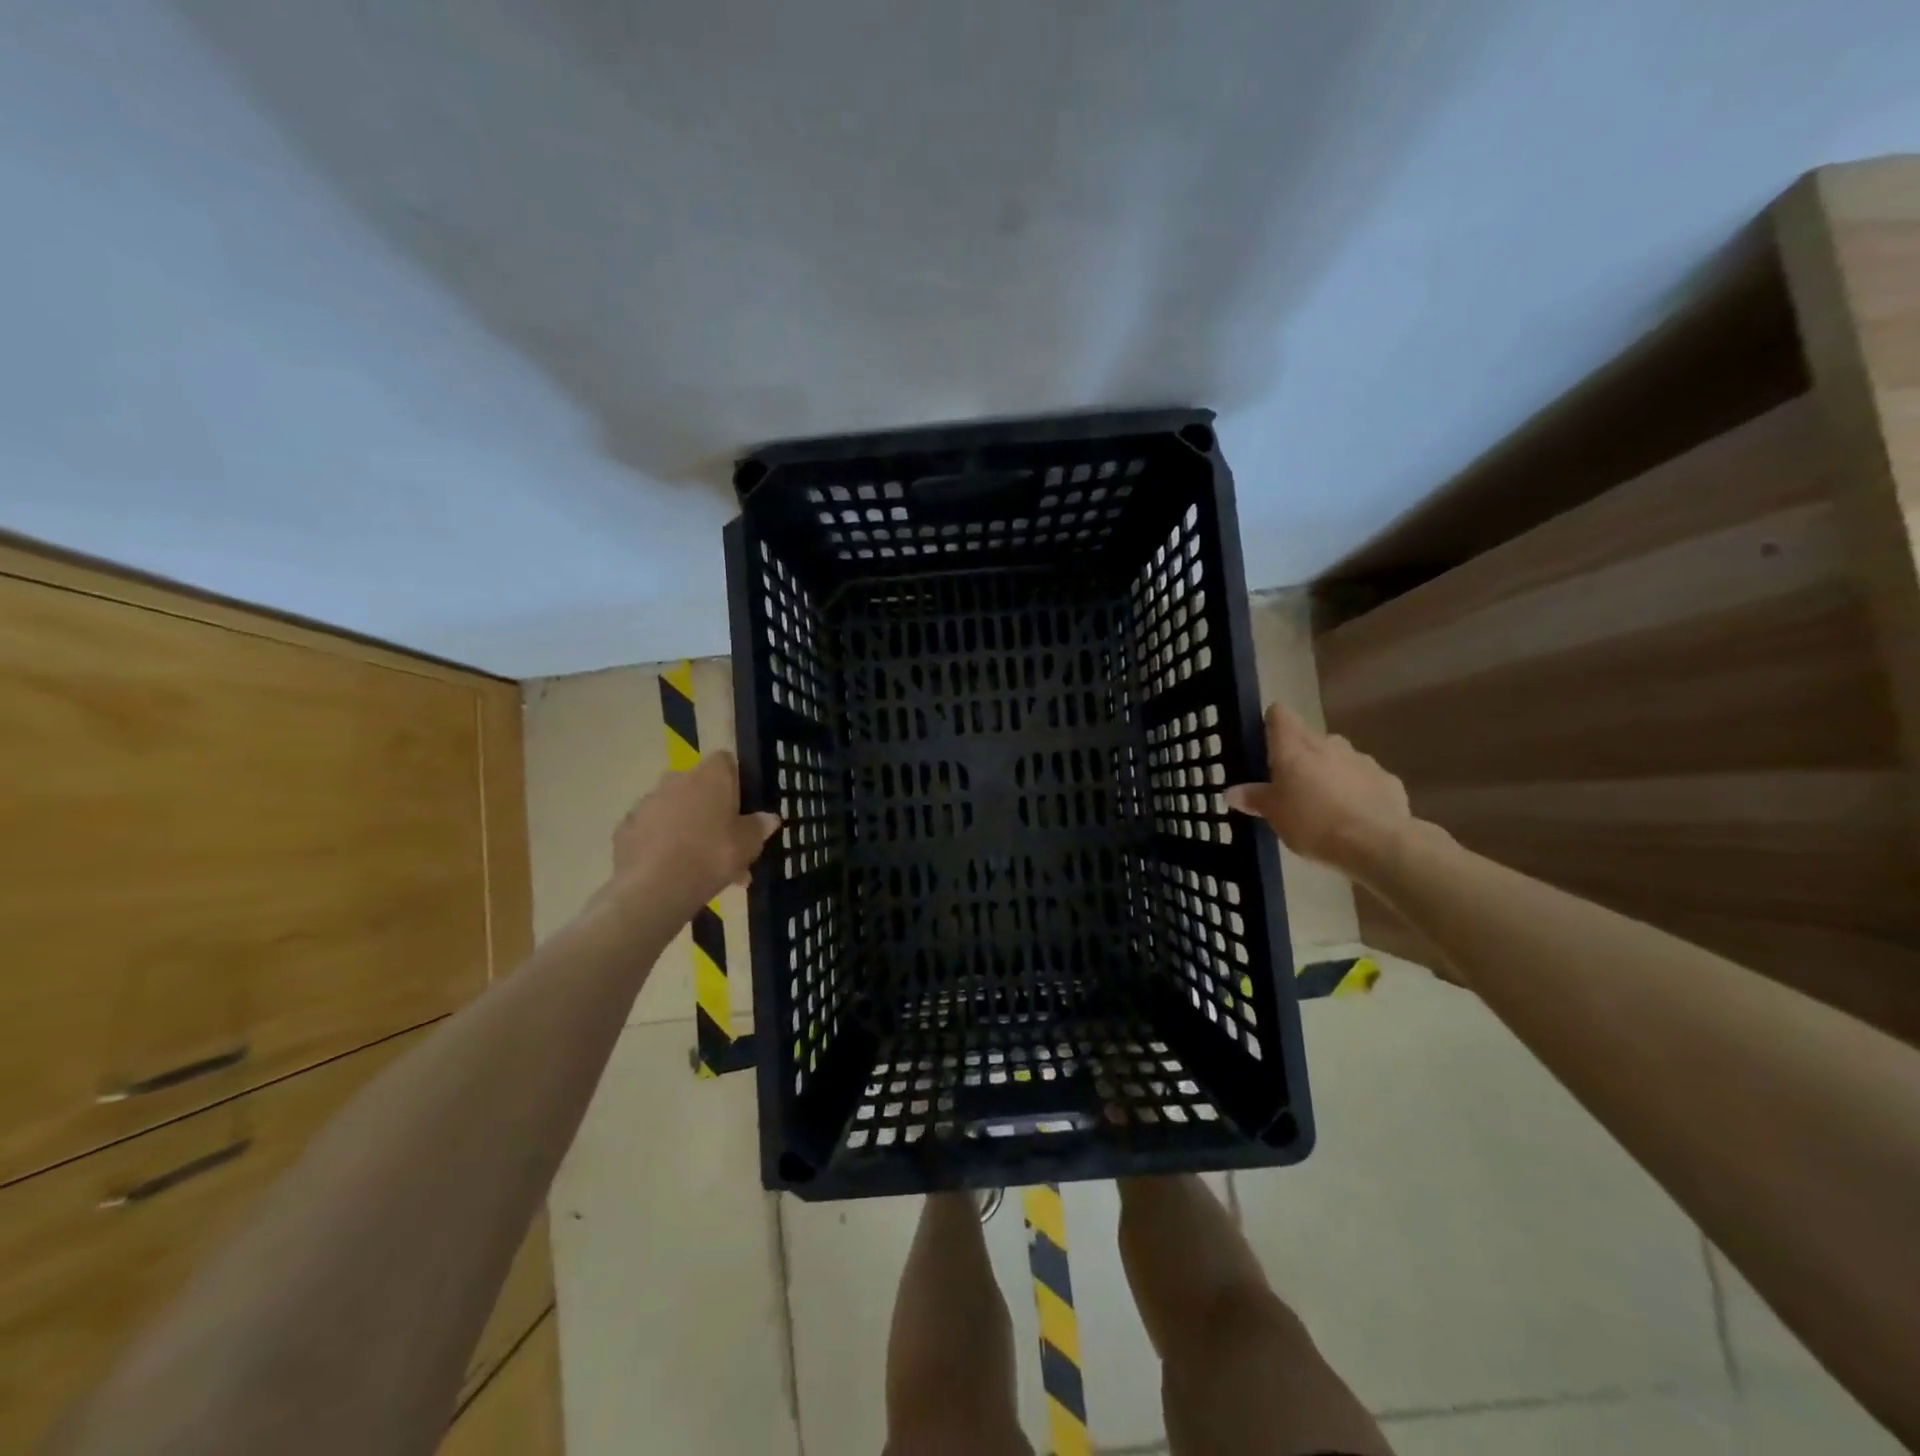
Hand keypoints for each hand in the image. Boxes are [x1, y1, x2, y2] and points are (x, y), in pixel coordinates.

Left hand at [606, 751, 779, 913]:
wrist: (654, 889)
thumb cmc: (712, 856)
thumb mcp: (748, 845)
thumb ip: (759, 827)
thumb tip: (770, 818)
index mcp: (710, 776)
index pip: (725, 761)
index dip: (735, 781)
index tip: (742, 807)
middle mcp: (676, 779)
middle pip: (698, 786)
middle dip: (711, 809)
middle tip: (726, 842)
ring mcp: (647, 803)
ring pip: (675, 810)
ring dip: (687, 828)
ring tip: (701, 866)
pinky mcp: (625, 828)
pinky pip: (651, 831)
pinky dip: (662, 844)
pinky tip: (673, 871)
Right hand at [1224, 703, 1413, 878]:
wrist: (1376, 842)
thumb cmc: (1313, 822)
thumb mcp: (1274, 814)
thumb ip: (1254, 798)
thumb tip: (1231, 792)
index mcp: (1294, 747)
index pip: (1280, 715)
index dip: (1272, 723)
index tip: (1266, 741)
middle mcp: (1328, 744)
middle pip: (1309, 737)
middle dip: (1300, 754)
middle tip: (1290, 782)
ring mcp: (1361, 759)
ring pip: (1338, 757)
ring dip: (1329, 771)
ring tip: (1323, 802)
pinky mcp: (1386, 779)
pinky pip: (1363, 778)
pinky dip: (1356, 789)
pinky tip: (1353, 815)